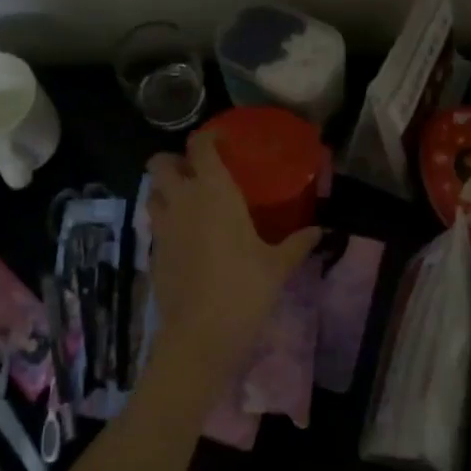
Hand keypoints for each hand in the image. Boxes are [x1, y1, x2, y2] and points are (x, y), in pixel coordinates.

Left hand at [146, 130, 319, 388]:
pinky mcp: (153, 253)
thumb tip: (319, 231)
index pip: (199, 145)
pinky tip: (187, 239)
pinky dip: (166, 223)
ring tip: (189, 203)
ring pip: (151, 193)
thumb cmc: (244, 289)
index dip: (207, 136)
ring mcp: (162, 227)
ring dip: (165, 190)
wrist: (201, 334)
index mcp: (214, 191)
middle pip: (159, 162)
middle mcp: (182, 200)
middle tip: (197, 172)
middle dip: (174, 161)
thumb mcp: (278, 265)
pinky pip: (155, 226)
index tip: (222, 140)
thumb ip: (297, 243)